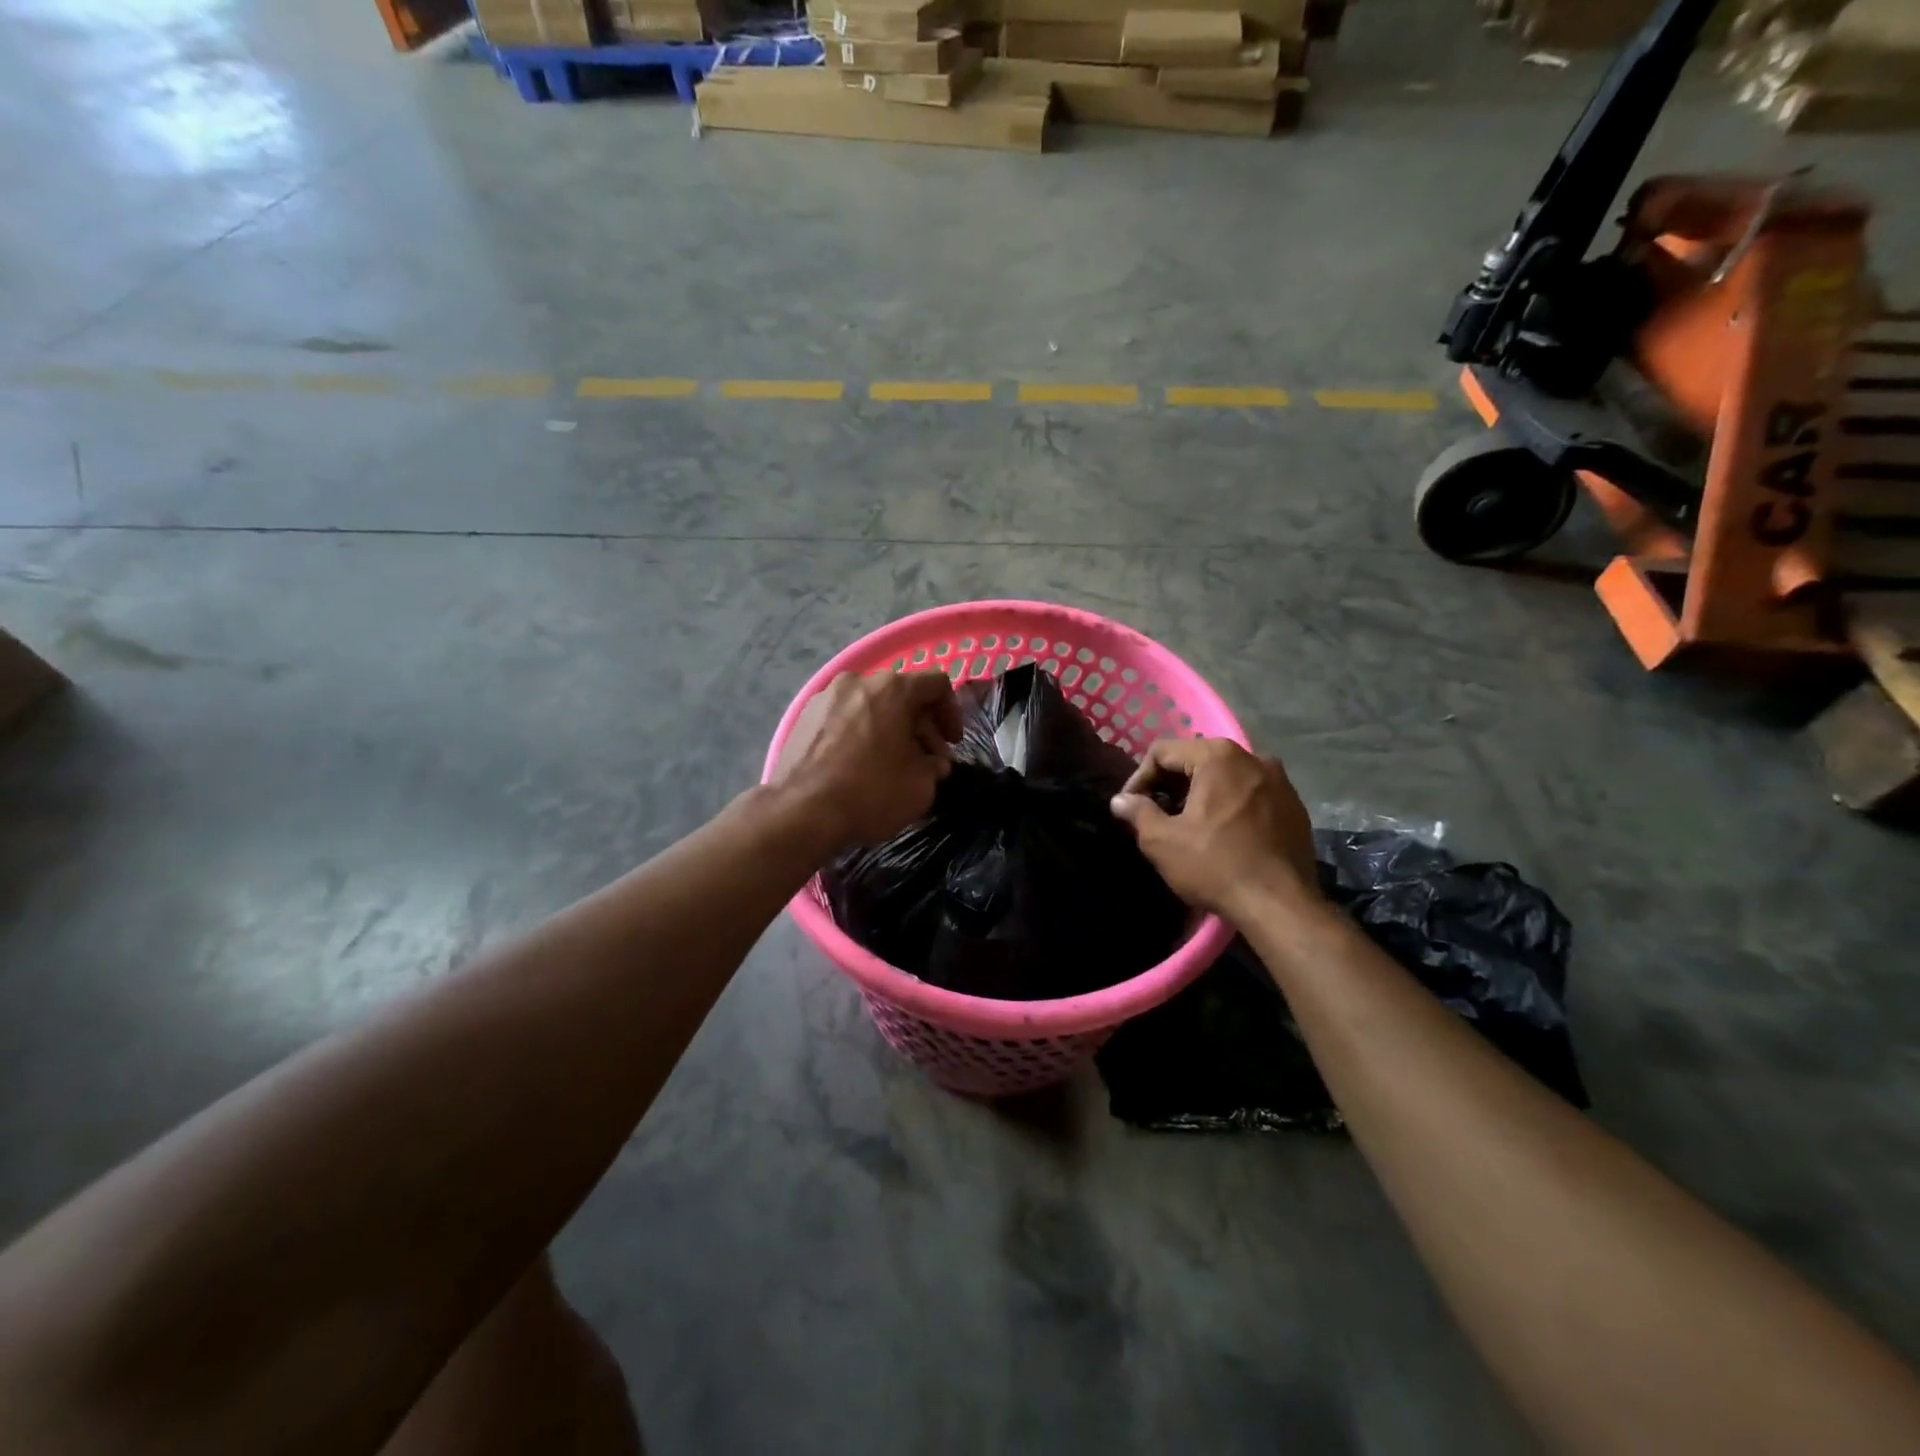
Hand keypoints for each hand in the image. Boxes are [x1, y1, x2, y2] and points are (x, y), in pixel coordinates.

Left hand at [772, 671, 961, 850]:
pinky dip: (859, 733)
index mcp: (893, 688)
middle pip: (901, 693)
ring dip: (888, 728)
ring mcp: (825, 696)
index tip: (950, 744)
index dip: (951, 713)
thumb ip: (934, 766)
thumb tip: (931, 762)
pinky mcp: (803, 717)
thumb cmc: (871, 793)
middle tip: (924, 760)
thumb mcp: (921, 786)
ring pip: (870, 704)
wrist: (801, 811)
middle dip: (919, 725)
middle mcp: (858, 681)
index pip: (937, 684)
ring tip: (890, 763)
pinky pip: (843, 717)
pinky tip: (858, 764)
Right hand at [1109, 738, 1319, 917]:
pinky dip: (1230, 804)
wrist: (1282, 906)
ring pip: (1225, 776)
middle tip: (1155, 815)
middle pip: (1196, 759)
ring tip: (1187, 825)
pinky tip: (1222, 834)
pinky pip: (1250, 794)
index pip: (1163, 752)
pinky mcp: (1294, 805)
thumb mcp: (1163, 842)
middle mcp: (1252, 757)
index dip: (1139, 778)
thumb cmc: (1216, 866)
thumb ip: (1137, 812)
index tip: (1131, 808)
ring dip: (1200, 794)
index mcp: (1217, 756)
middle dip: (1170, 784)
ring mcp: (1279, 780)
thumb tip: (1120, 800)